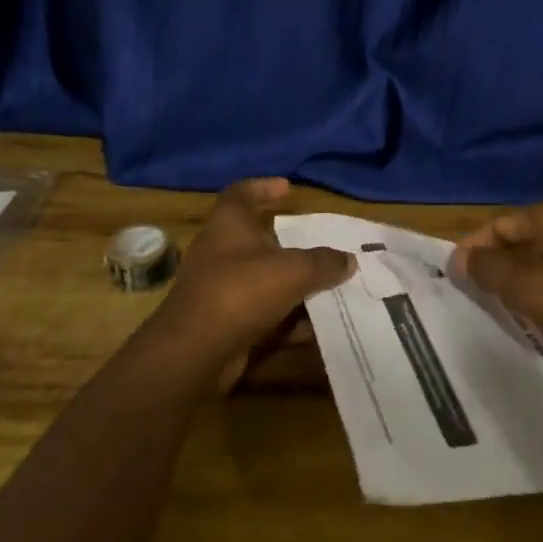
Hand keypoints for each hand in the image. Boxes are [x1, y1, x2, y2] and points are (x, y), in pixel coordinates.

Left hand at [157, 179, 353, 365]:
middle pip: (258, 241)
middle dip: (291, 246)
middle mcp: (220, 254)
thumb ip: (324, 262)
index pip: (241, 194)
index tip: (288, 188)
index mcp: (228, 226)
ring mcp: (220, 291)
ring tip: (331, 287)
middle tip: (322, 245)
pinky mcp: (225, 325)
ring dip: (295, 286)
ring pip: (264, 281)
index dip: (263, 187)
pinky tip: (318, 329)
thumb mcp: (293, 270)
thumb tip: (348, 260)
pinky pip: (264, 315)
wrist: (194, 354)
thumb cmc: (241, 291)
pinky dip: (289, 320)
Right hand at [450, 201, 542, 357]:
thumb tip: (464, 258)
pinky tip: (541, 303)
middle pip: (519, 234)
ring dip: (518, 272)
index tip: (455, 277)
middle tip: (477, 293)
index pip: (497, 225)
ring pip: (540, 250)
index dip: (473, 249)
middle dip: (495, 261)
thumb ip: (489, 270)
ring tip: (504, 301)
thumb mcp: (526, 289)